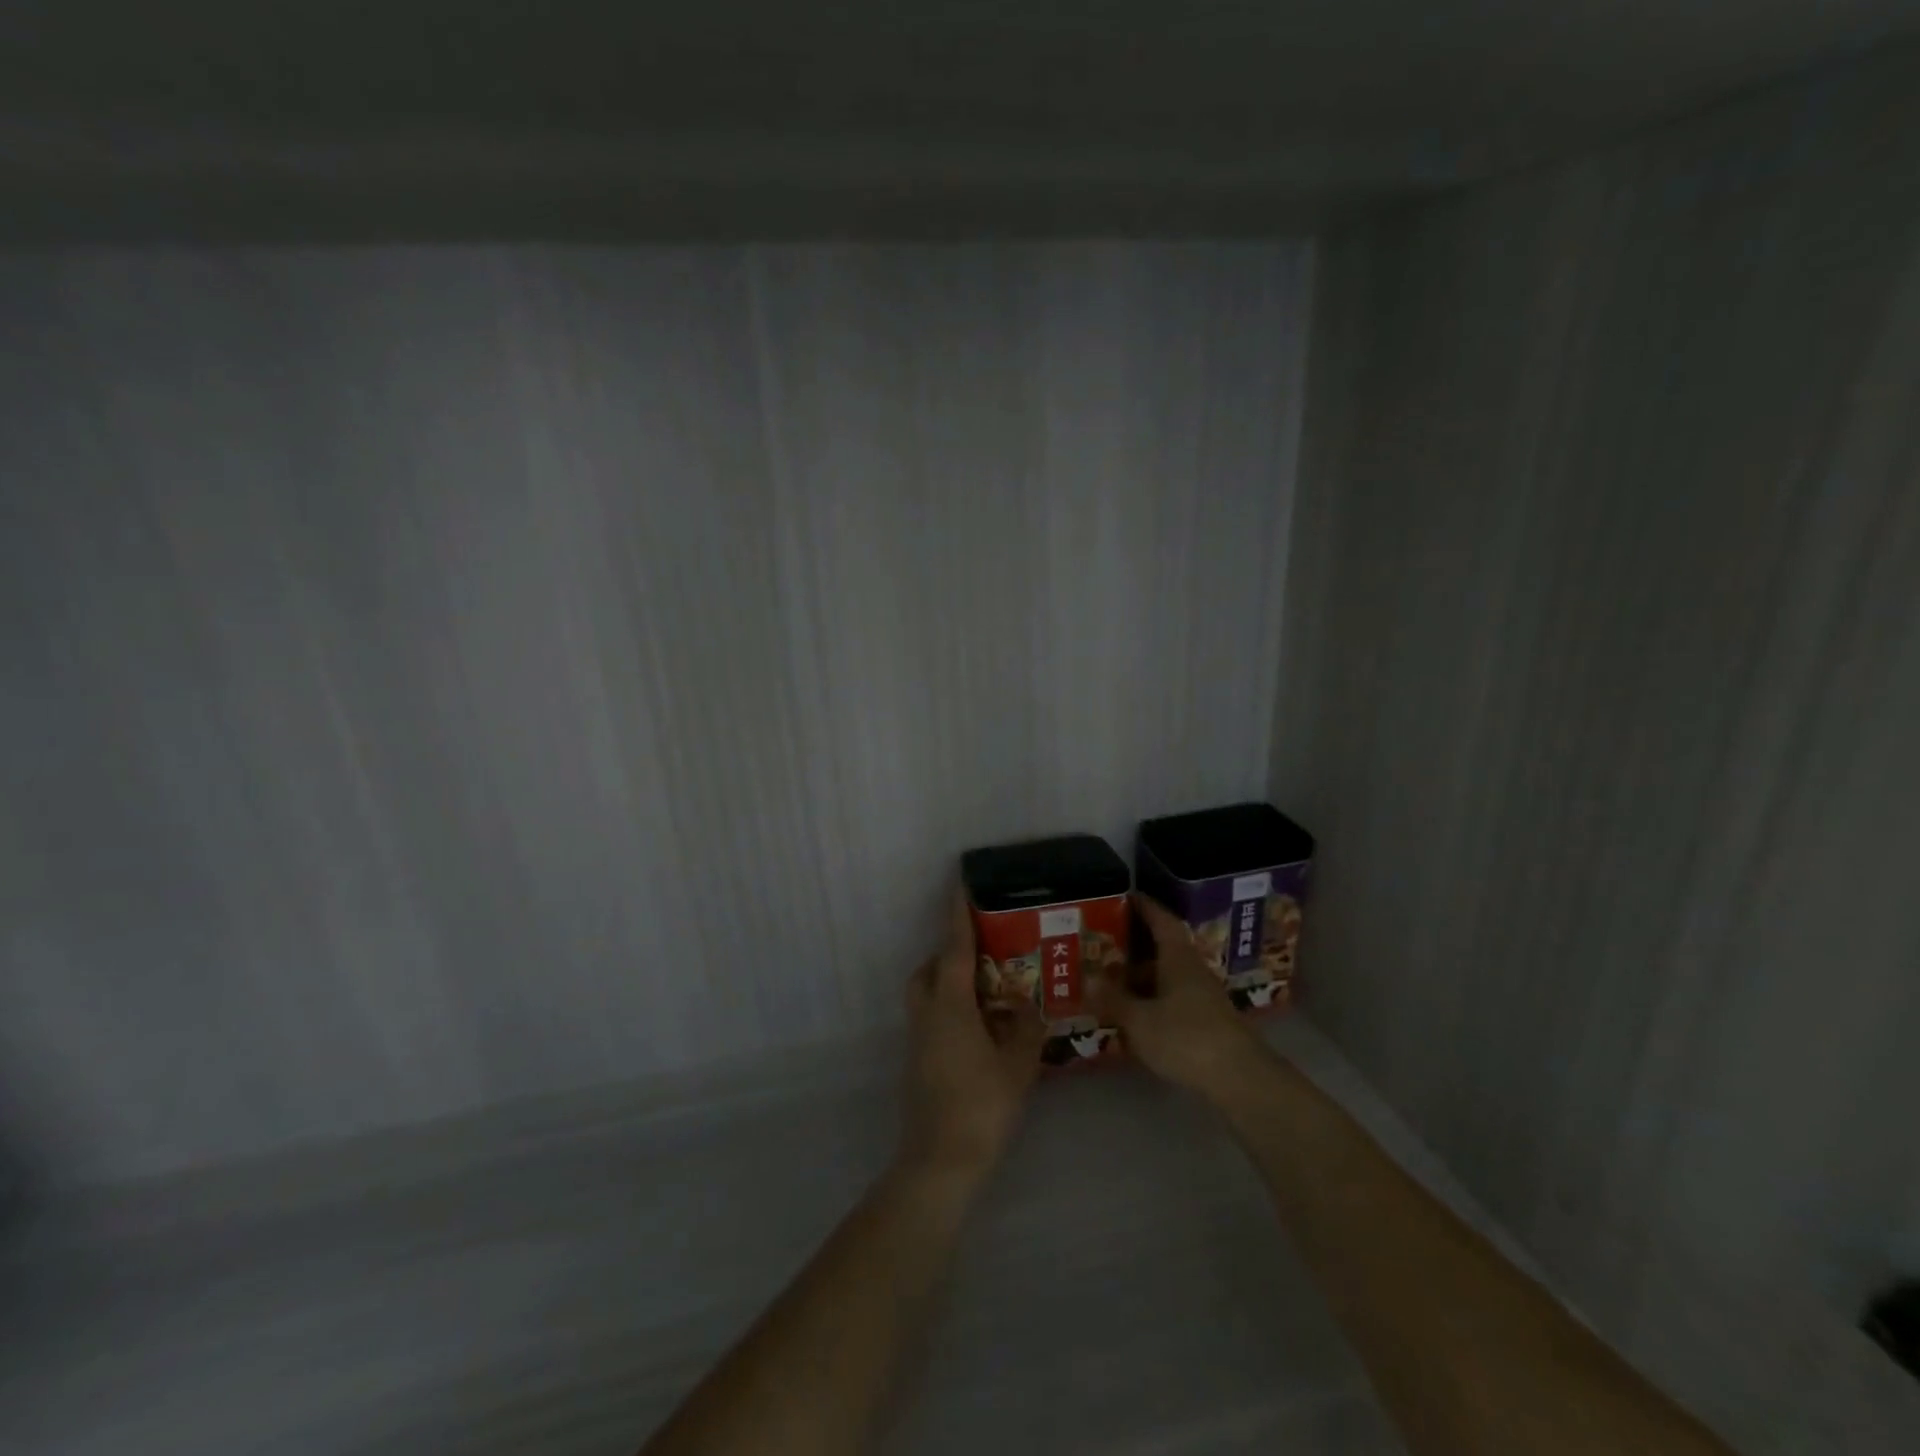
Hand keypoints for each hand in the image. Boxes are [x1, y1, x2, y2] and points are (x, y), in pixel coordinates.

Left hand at [900, 889, 1045, 1184]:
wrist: (940, 1160)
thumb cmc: (982, 1105)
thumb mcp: (1018, 1064)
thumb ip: (1026, 1028)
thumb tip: (1029, 1005)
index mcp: (950, 1004)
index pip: (954, 947)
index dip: (959, 914)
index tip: (961, 883)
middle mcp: (928, 1013)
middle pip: (929, 970)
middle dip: (949, 954)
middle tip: (982, 955)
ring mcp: (918, 1039)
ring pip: (926, 995)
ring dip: (947, 983)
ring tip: (986, 992)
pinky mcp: (918, 1062)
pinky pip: (931, 1018)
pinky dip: (949, 1010)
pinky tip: (980, 1030)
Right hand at [1089, 892, 1273, 1101]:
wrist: (1241, 1079)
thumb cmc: (1186, 1038)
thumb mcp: (1140, 1020)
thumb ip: (1113, 999)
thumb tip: (1089, 978)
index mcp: (1178, 958)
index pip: (1162, 921)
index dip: (1145, 907)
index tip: (1126, 896)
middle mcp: (1193, 970)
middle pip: (1164, 948)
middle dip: (1136, 944)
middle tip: (1106, 941)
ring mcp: (1204, 996)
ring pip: (1169, 975)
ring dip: (1143, 975)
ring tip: (1112, 979)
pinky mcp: (1208, 1022)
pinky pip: (1175, 997)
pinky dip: (1154, 998)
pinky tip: (1137, 1013)